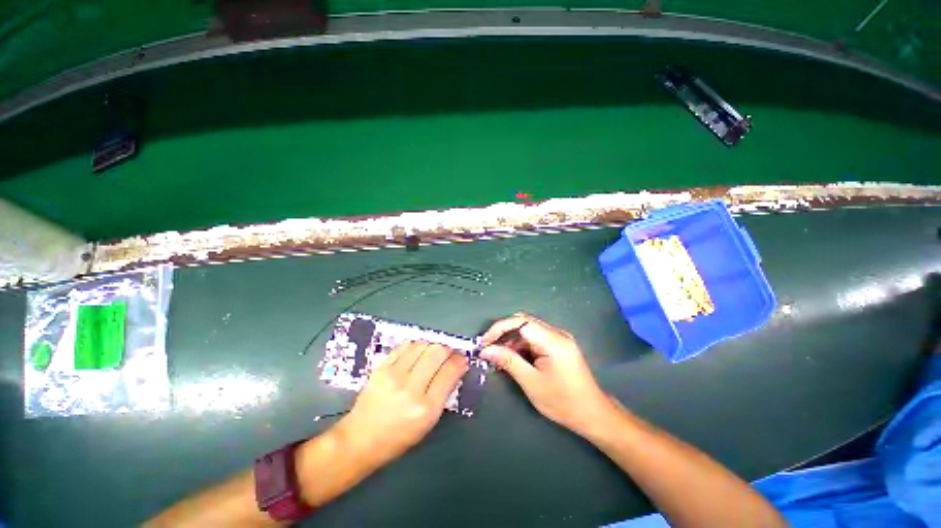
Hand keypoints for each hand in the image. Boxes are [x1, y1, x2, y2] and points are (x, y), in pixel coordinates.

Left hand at [334, 342, 468, 469]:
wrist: (361, 439)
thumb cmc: (399, 436)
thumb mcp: (429, 421)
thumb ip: (443, 392)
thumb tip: (455, 367)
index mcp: (427, 408)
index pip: (450, 371)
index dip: (460, 360)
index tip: (462, 359)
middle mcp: (411, 388)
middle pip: (437, 352)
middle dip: (448, 349)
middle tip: (448, 354)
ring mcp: (394, 376)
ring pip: (422, 345)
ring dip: (432, 346)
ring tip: (432, 353)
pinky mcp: (380, 368)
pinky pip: (404, 346)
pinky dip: (415, 346)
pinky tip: (416, 352)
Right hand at [480, 313, 613, 436]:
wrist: (593, 414)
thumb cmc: (563, 401)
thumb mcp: (532, 383)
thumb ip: (508, 362)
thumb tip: (486, 350)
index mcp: (553, 340)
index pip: (521, 322)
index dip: (499, 327)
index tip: (484, 342)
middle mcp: (556, 333)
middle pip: (523, 322)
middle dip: (503, 333)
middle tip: (488, 348)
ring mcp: (558, 338)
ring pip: (528, 330)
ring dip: (511, 340)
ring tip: (498, 356)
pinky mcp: (558, 345)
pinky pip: (534, 339)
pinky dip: (521, 346)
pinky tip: (513, 358)